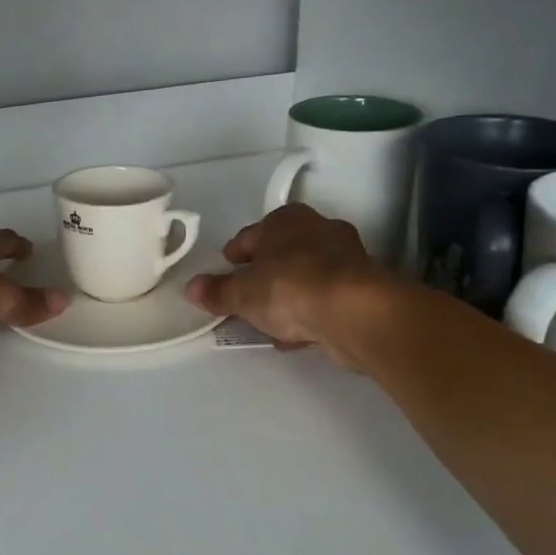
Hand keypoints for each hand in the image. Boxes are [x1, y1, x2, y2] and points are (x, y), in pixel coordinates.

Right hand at [183, 205, 387, 365]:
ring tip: (270, 322)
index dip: (235, 255)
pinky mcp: (363, 287)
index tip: (226, 271)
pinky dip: (310, 312)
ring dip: (289, 296)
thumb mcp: (242, 294)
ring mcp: (346, 257)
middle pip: (281, 253)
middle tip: (247, 297)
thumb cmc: (290, 288)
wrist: (354, 311)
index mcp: (285, 219)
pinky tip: (297, 335)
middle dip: (265, 275)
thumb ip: (217, 292)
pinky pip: (325, 298)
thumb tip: (191, 288)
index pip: (251, 235)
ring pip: (306, 276)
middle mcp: (318, 229)